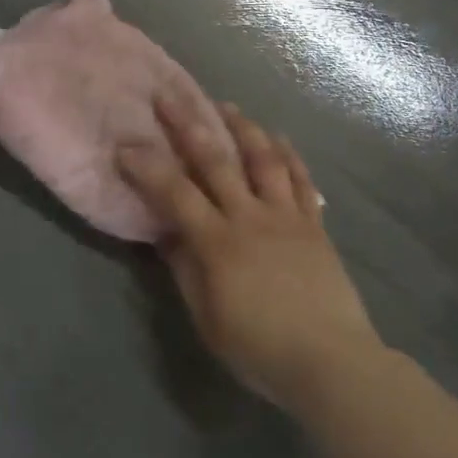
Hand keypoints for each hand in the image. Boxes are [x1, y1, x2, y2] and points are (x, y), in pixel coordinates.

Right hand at [120, 98, 382, 411]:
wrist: (331, 362)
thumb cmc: (260, 349)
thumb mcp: (208, 319)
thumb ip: (185, 272)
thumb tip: (166, 235)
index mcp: (218, 243)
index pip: (174, 193)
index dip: (148, 167)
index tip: (126, 144)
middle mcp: (250, 217)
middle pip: (216, 161)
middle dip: (189, 124)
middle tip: (170, 95)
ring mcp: (286, 216)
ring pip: (263, 159)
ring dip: (242, 127)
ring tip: (226, 105)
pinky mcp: (314, 224)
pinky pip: (301, 180)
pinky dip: (289, 154)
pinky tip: (278, 137)